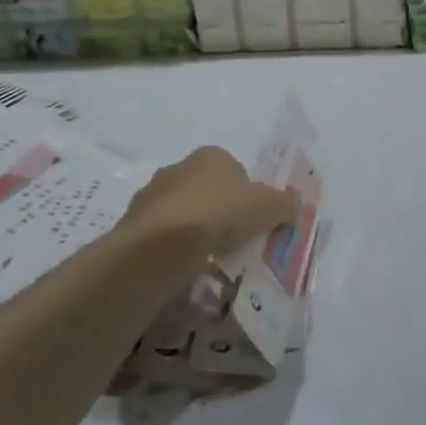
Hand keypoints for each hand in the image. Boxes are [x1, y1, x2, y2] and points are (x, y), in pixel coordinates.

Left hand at [120, 146, 295, 258]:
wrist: (160, 246)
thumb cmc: (220, 214)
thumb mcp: (270, 207)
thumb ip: (285, 204)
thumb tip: (292, 205)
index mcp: (210, 156)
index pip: (235, 170)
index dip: (248, 194)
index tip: (255, 219)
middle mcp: (177, 168)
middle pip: (208, 191)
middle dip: (221, 213)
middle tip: (237, 240)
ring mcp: (150, 197)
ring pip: (183, 215)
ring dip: (196, 233)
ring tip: (212, 260)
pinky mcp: (132, 226)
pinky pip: (163, 238)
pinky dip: (175, 250)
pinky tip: (187, 268)